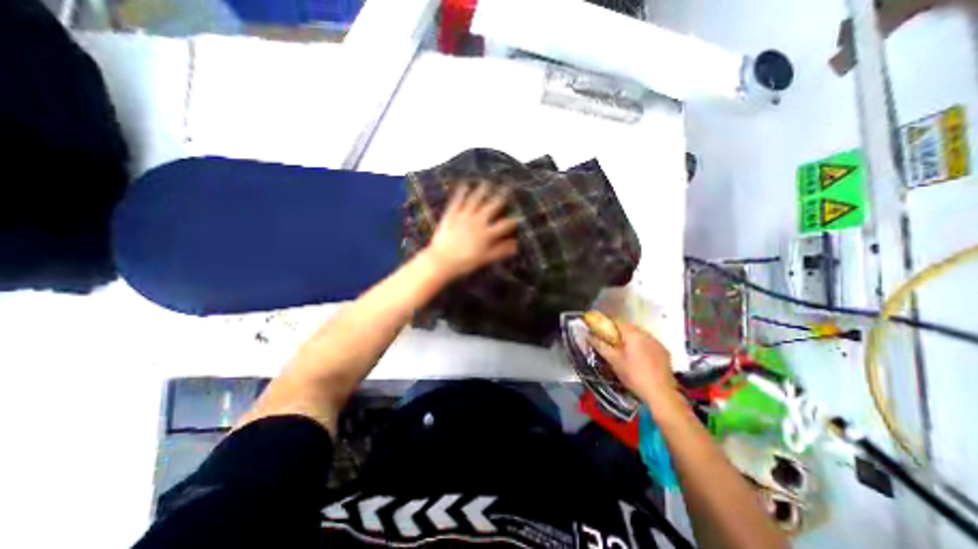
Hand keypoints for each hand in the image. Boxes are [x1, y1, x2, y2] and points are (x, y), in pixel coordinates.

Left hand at [428, 183, 519, 277]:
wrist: (442, 260)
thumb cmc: (465, 262)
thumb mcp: (486, 258)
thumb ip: (501, 250)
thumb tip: (516, 244)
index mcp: (487, 233)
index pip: (504, 225)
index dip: (514, 220)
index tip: (520, 215)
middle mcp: (477, 221)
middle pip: (491, 207)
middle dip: (501, 197)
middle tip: (507, 188)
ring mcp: (463, 216)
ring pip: (475, 200)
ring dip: (482, 191)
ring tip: (487, 182)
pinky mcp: (451, 215)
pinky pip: (457, 201)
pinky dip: (461, 193)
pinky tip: (464, 185)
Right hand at [588, 321, 686, 416]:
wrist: (661, 393)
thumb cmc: (634, 375)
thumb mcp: (614, 360)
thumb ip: (600, 345)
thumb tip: (587, 335)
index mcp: (633, 333)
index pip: (617, 320)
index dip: (607, 322)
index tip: (599, 326)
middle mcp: (646, 334)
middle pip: (629, 327)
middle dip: (618, 331)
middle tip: (610, 340)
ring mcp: (657, 342)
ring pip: (640, 334)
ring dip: (630, 338)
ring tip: (623, 349)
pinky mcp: (664, 352)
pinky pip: (649, 343)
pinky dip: (641, 345)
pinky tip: (638, 357)